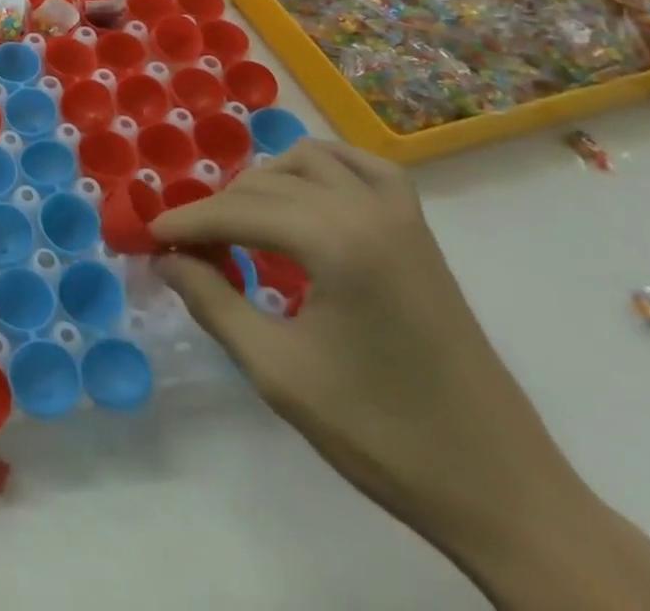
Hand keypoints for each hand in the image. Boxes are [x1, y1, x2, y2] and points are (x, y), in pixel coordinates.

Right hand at [152, 139, 649, 610]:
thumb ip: (214, 303)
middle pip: (267, 184)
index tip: (149, 238)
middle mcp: (368, 209)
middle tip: (190, 249)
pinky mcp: (420, 231)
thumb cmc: (382, 434)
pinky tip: (307, 198)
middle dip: (219, 209)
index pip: (238, 212)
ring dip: (267, 183)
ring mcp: (401, 215)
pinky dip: (324, 169)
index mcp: (336, 241)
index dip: (186, 223)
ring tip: (243, 225)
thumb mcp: (279, 373)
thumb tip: (167, 260)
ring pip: (312, 160)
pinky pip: (363, 168)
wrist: (500, 489)